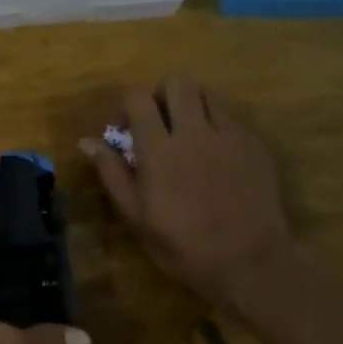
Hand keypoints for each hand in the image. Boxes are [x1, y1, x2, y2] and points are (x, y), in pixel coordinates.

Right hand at [82, 77, 292, 302]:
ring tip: (186, 136)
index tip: (124, 131)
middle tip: (157, 125)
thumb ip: (112, 172)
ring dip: (191, 105)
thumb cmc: (181, 244)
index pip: (138, 98)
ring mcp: (230, 134)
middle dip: (161, 96)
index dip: (126, 107)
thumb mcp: (135, 215)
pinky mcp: (255, 144)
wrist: (247, 261)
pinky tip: (213, 156)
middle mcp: (195, 131)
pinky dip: (216, 124)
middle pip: (177, 82)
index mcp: (159, 149)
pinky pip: (231, 117)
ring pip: (208, 93)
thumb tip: (87, 142)